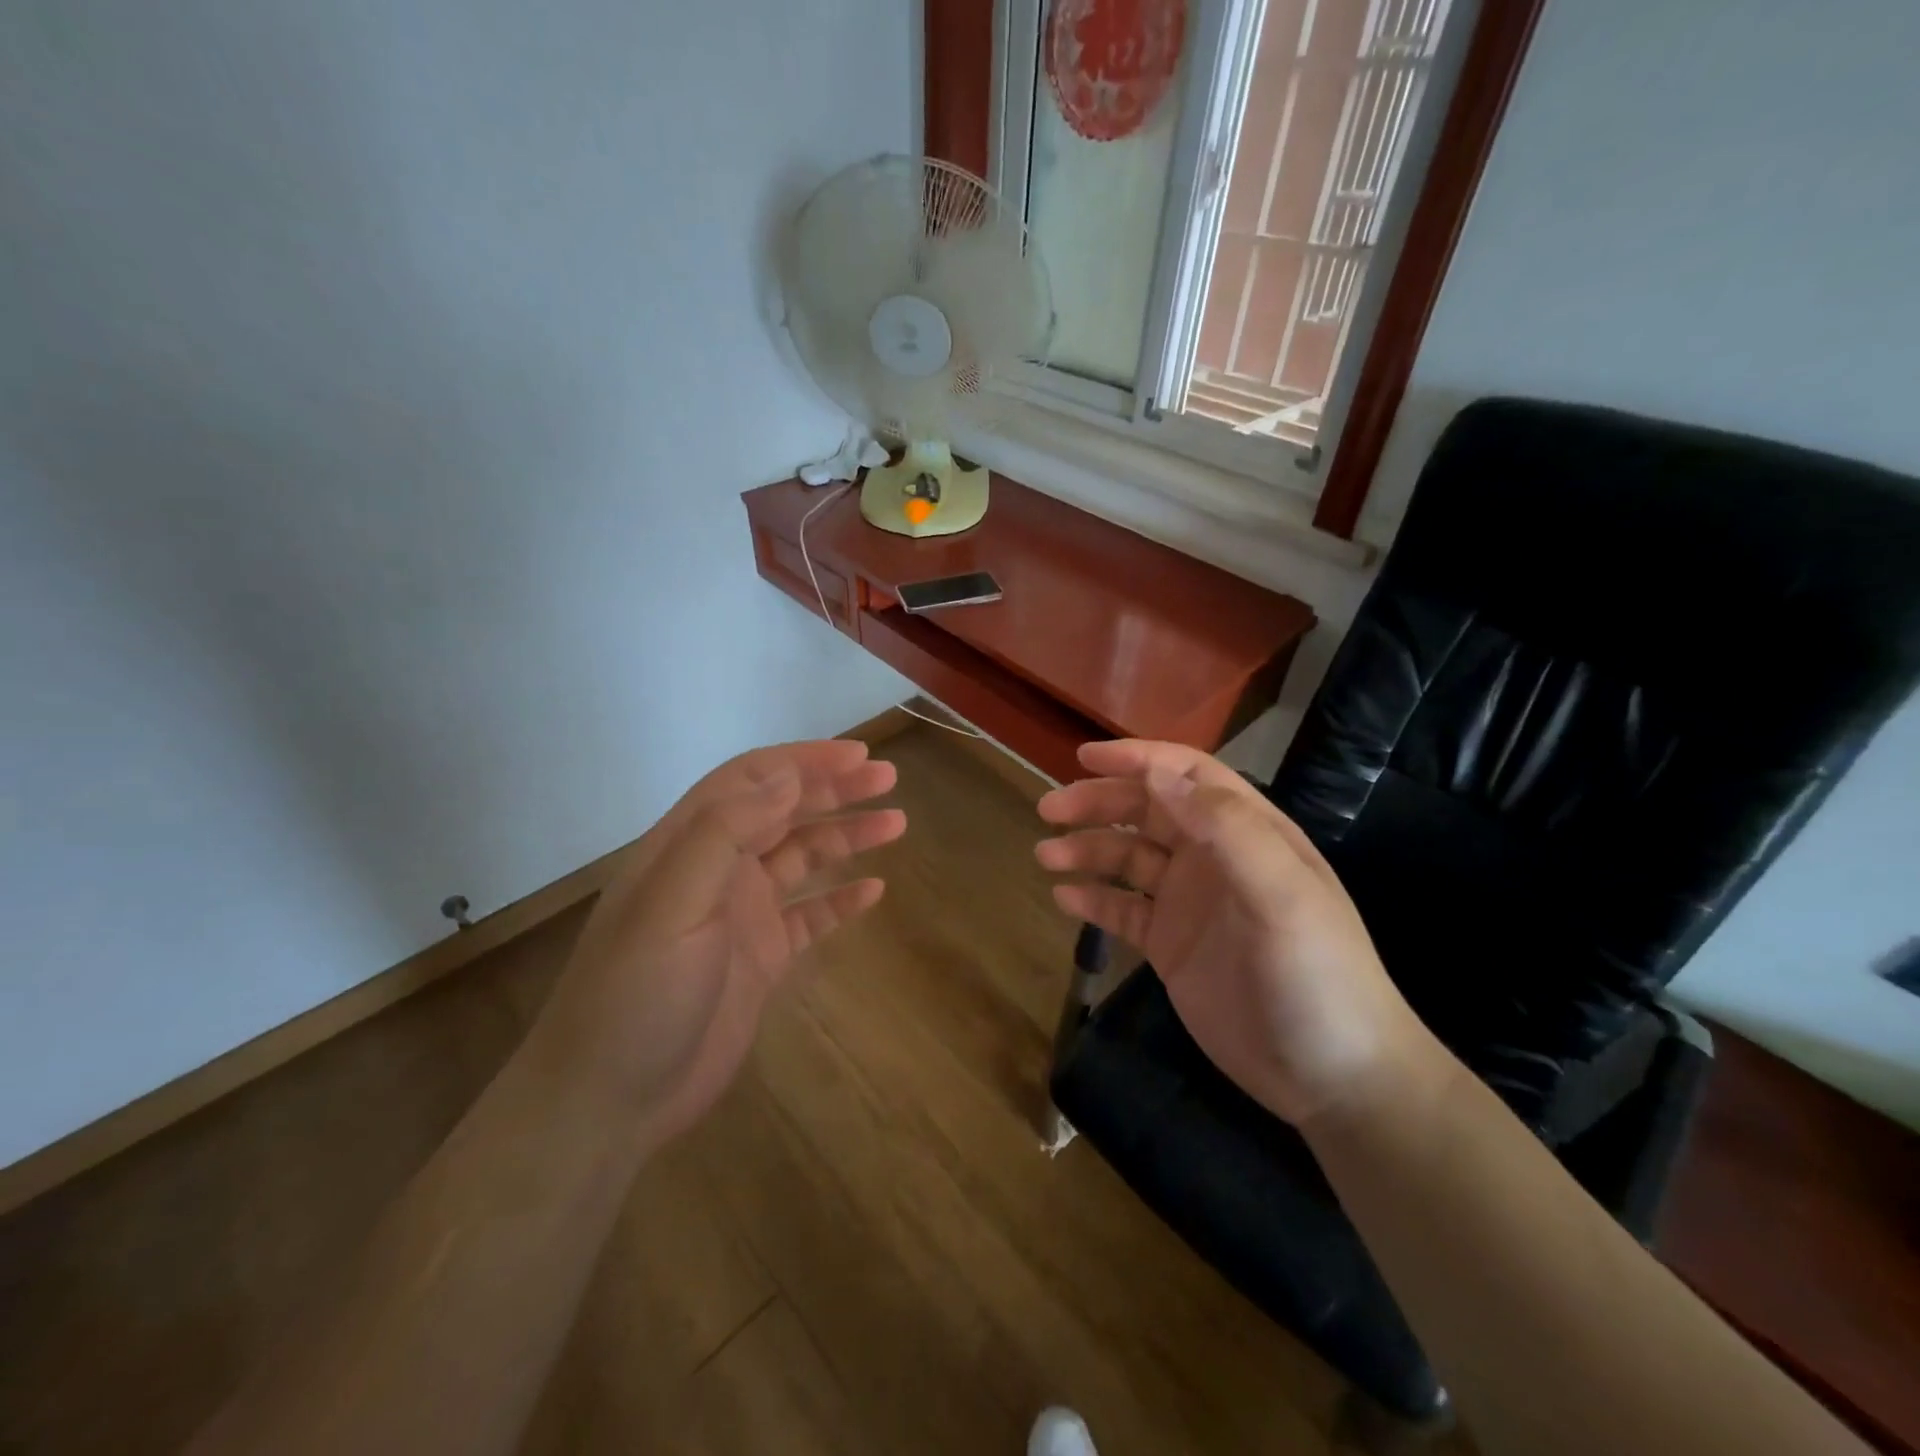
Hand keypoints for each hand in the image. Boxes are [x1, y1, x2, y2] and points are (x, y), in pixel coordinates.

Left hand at [536, 740, 903, 1146]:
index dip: (803, 761)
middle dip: (834, 791)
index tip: (858, 756)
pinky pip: (810, 915)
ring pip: (802, 859)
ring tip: (896, 825)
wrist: (609, 1102)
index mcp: (687, 845)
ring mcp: (740, 914)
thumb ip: (725, 832)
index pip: (750, 780)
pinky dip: (840, 898)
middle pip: (782, 812)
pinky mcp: (761, 957)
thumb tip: (786, 775)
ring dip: (845, 837)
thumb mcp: (673, 903)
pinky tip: (873, 890)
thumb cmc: (637, 993)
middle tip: (889, 780)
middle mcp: (717, 870)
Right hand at [1036, 740, 1438, 1127]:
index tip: (1084, 754)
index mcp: (1247, 833)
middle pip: (1146, 812)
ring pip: (1128, 858)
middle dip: (1098, 802)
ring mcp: (1190, 903)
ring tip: (1046, 855)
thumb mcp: (1282, 895)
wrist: (1334, 1077)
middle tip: (1048, 808)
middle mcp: (1214, 858)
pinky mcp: (1171, 945)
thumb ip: (1226, 829)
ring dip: (1087, 849)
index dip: (1138, 759)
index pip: (1187, 776)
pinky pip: (1123, 910)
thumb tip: (1159, 775)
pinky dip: (1093, 898)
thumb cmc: (1318, 974)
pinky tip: (1062, 898)